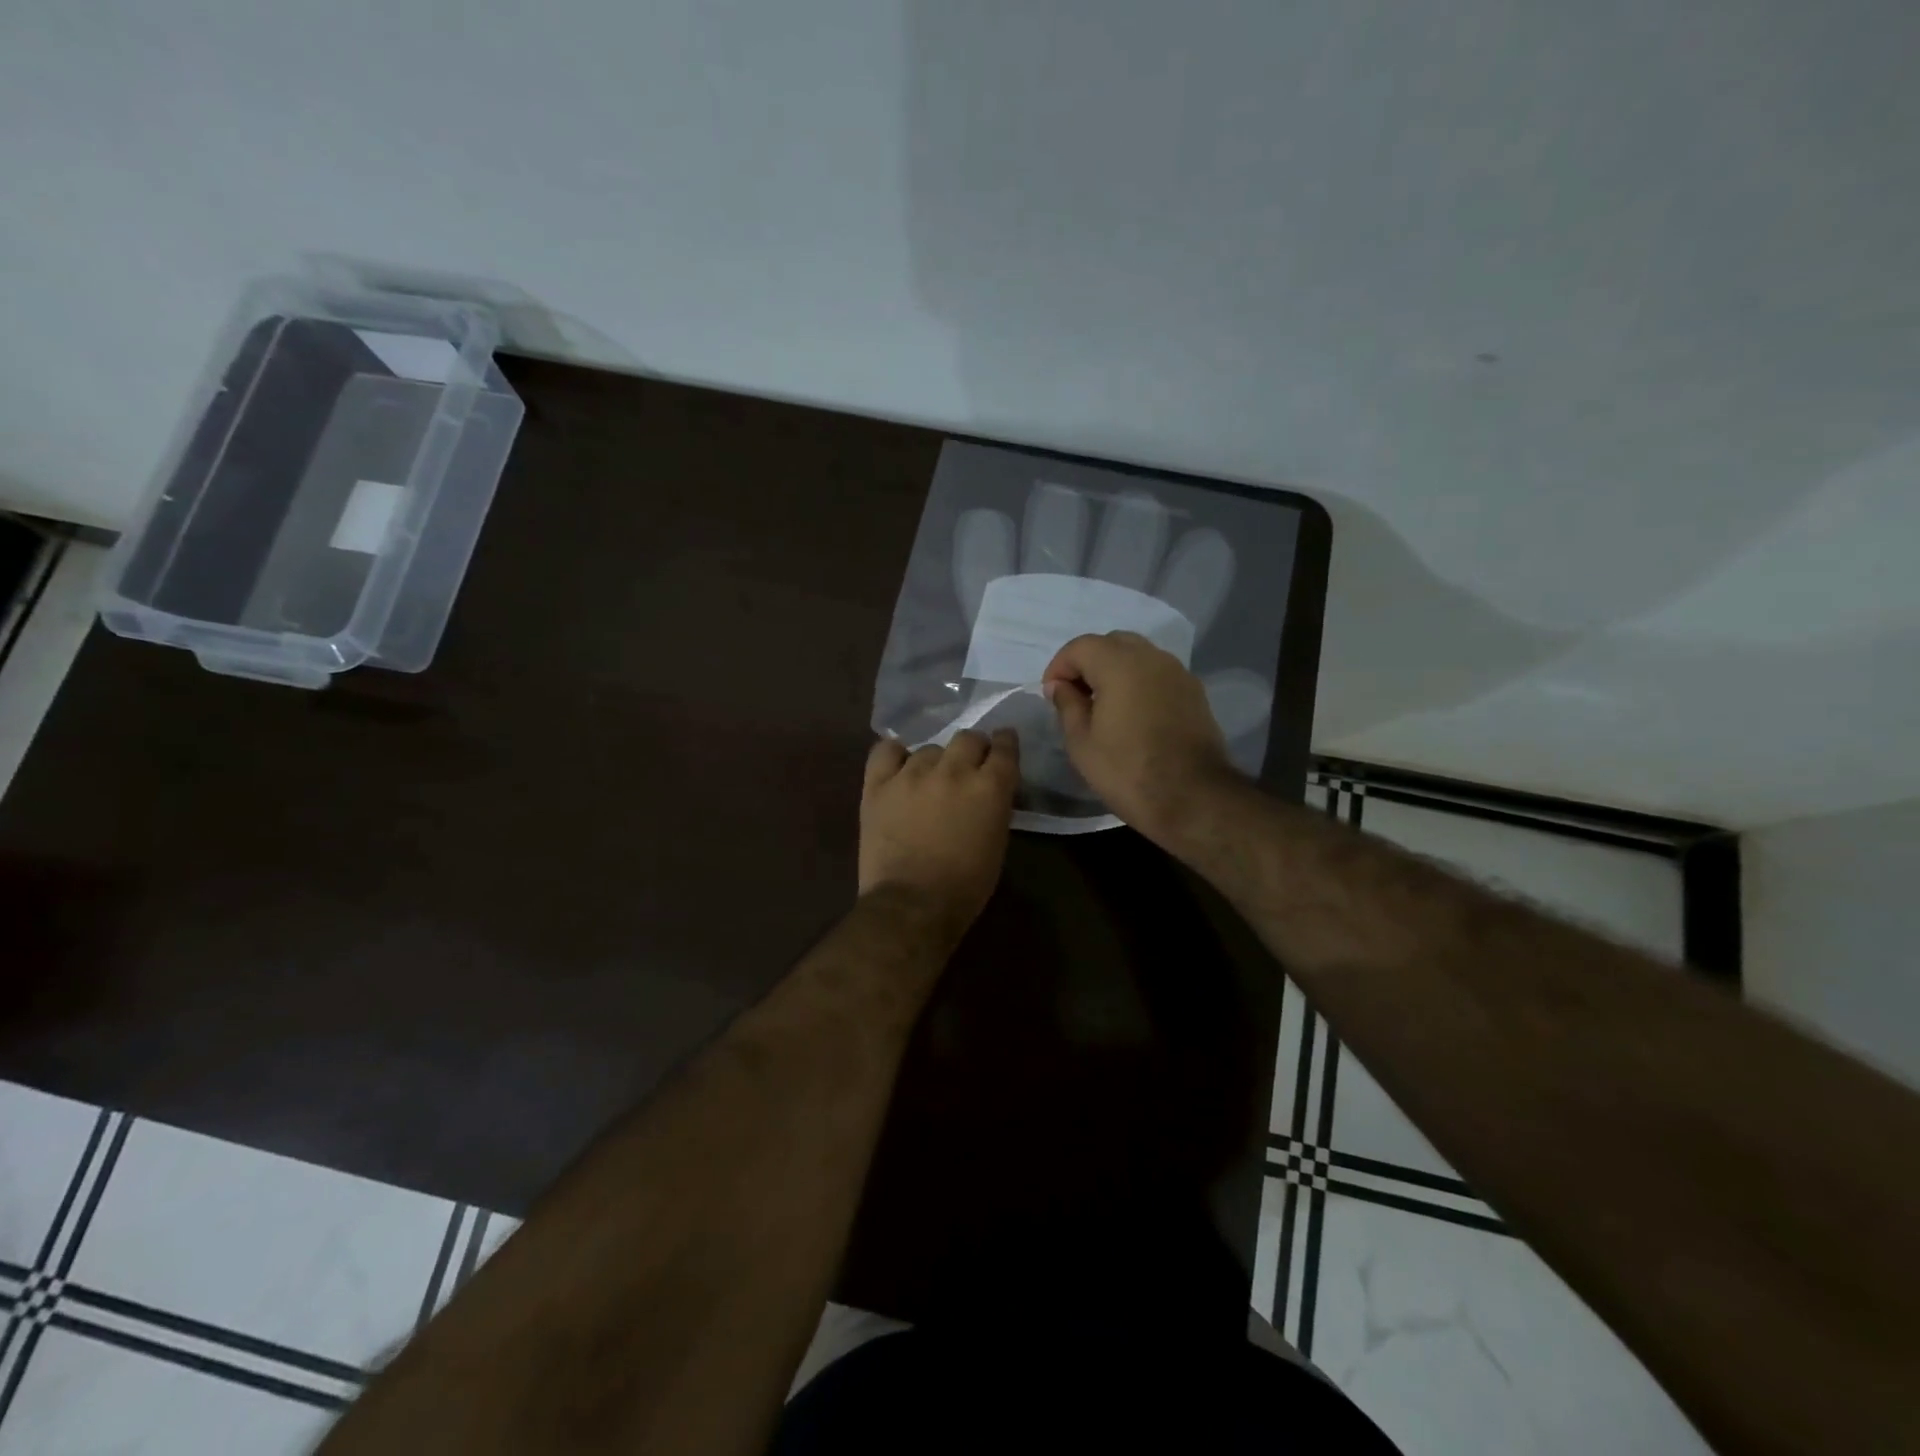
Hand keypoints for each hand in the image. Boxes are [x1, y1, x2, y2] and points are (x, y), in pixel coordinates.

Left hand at [859, 729, 1019, 932]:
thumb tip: (988, 790)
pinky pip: (886, 751)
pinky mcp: (878, 784)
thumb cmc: (965, 886)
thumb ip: (995, 806)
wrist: (911, 905)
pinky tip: (899, 766)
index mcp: (989, 787)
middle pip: (967, 738)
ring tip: (930, 780)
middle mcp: (953, 771)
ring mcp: (912, 774)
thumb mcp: (997, 843)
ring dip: (935, 761)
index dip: (1005, 742)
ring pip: (929, 749)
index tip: (1003, 743)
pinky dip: (895, 755)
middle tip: (969, 765)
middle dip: (972, 748)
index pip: (1004, 747)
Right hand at [1042, 630, 1238, 843]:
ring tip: (1103, 706)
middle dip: (1089, 663)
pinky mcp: (1194, 692)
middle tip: (1076, 696)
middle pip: (1112, 643)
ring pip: (1138, 656)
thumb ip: (1067, 704)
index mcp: (1119, 664)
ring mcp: (1178, 673)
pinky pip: (1158, 674)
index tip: (1052, 696)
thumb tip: (1060, 685)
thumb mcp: (1081, 742)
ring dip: (1116, 671)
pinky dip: (1139, 682)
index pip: (1080, 647)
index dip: (1059, 667)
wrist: (1193, 798)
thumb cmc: (1127, 771)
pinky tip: (1133, 714)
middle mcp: (1152, 657)